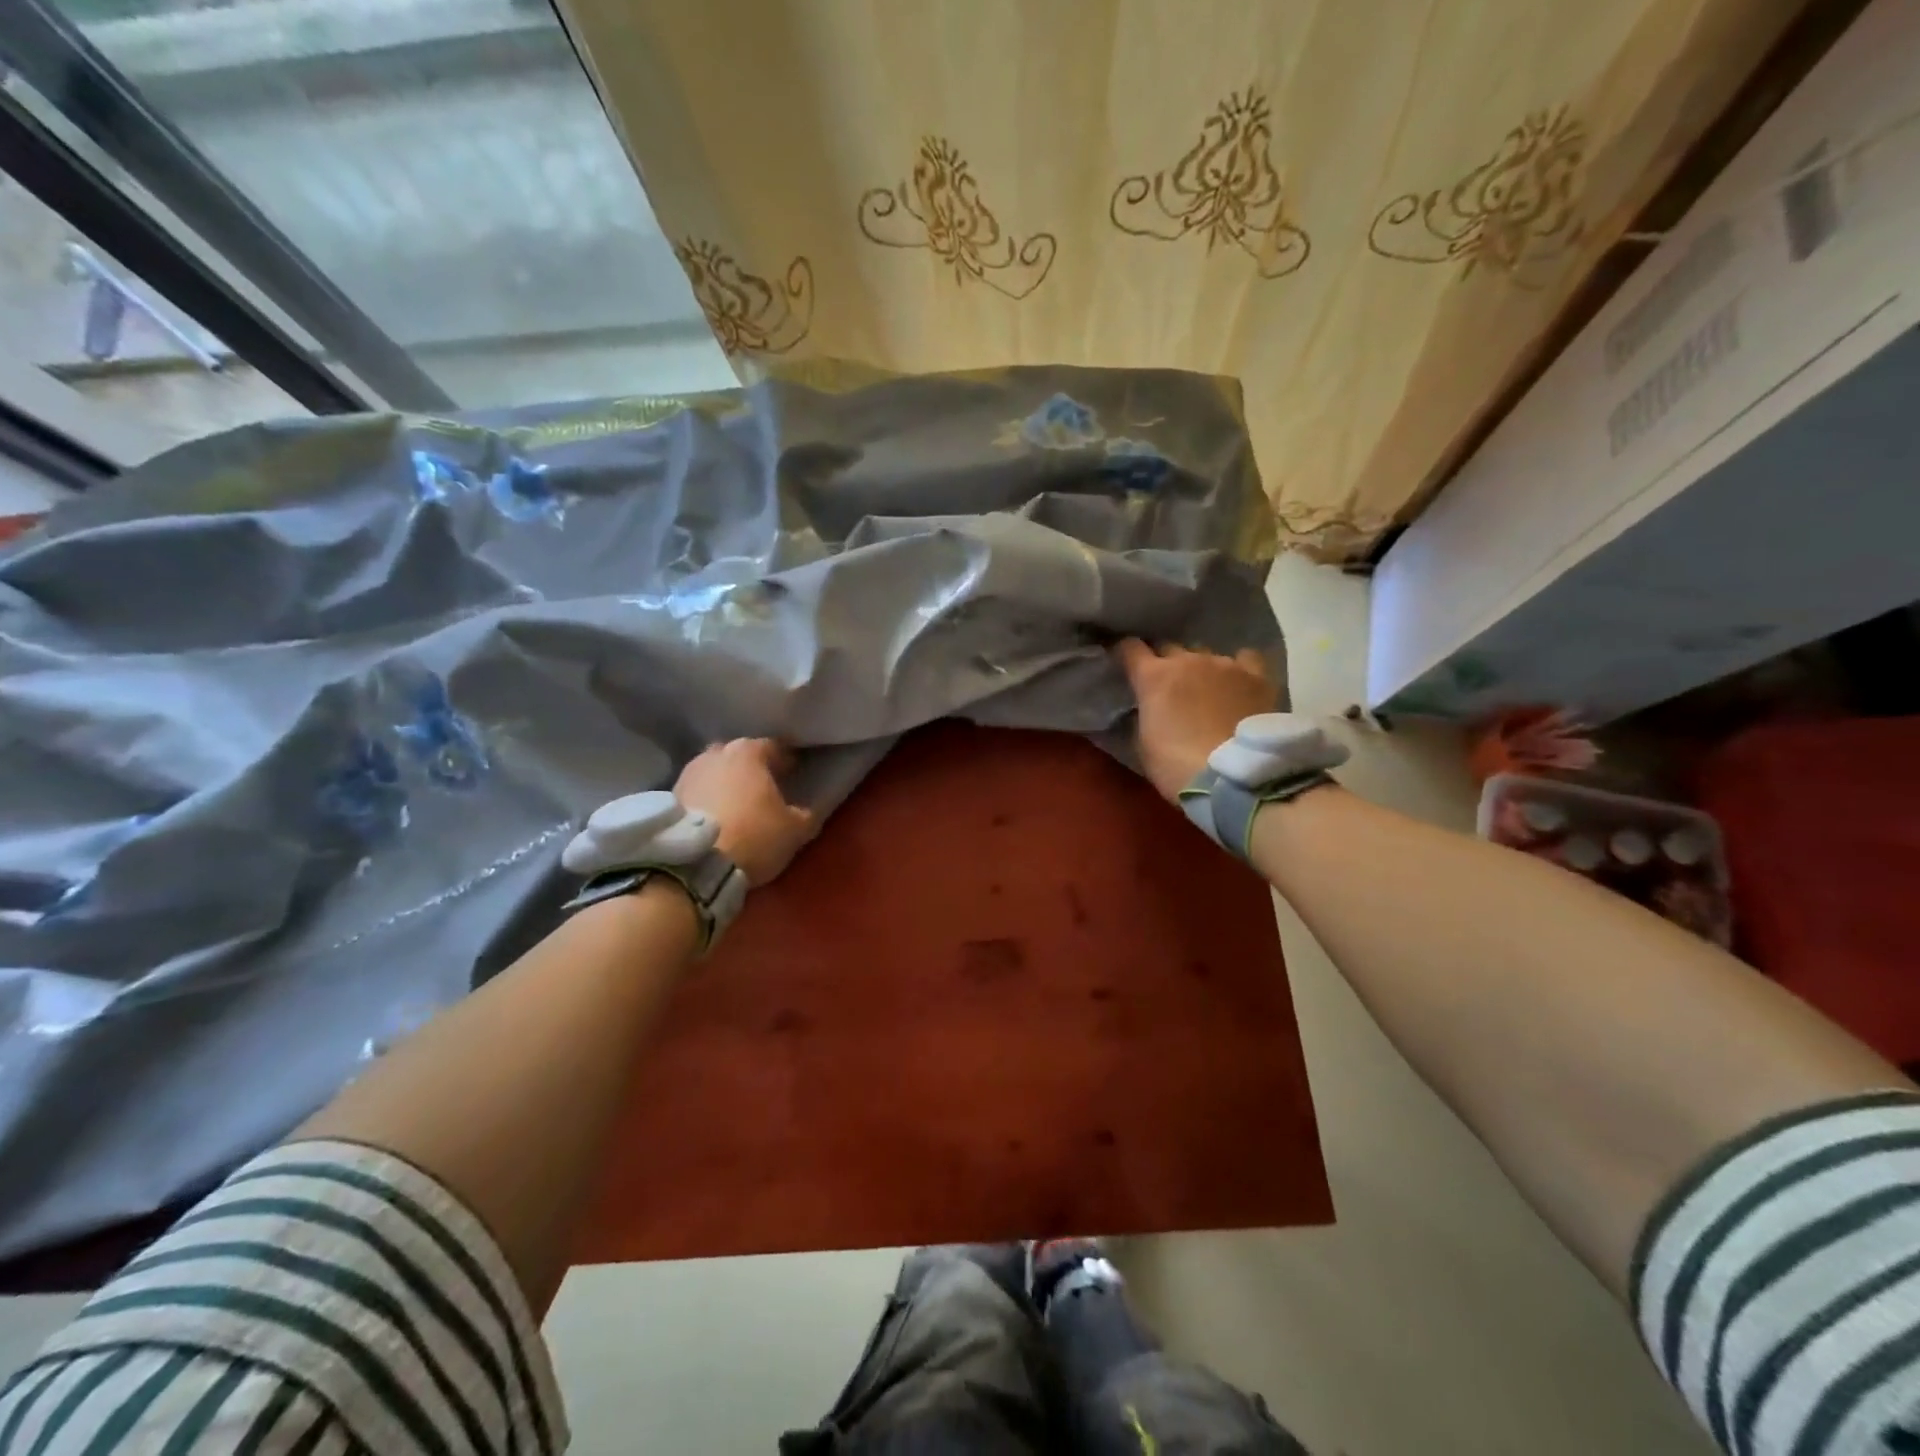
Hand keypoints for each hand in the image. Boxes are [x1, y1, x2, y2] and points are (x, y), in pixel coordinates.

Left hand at [674, 738, 816, 885]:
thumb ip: (804, 814)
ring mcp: (688, 773)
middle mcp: (715, 754)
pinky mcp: (669, 796)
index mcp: (749, 751)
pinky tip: (716, 817)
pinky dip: (707, 799)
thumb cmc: (754, 836)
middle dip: (751, 768)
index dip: (786, 760)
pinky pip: (697, 792)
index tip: (793, 772)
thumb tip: (805, 811)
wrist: (695, 863)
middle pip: (739, 755)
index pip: (774, 747)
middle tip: (764, 787)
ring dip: (726, 783)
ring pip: (715, 772)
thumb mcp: (796, 830)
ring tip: (737, 804)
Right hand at [1115, 640, 1277, 802]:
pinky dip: (1237, 667)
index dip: (1125, 653)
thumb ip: (1142, 715)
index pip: (1130, 647)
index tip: (1125, 663)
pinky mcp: (1256, 676)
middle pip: (1169, 648)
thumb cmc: (1175, 766)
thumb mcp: (1142, 743)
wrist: (1232, 777)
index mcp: (1153, 676)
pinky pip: (1244, 659)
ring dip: (1198, 668)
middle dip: (1163, 662)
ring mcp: (1224, 664)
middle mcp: (1187, 660)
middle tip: (1166, 686)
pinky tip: (1238, 682)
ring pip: (1204, 654)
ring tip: (1205, 689)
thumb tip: (1146, 707)